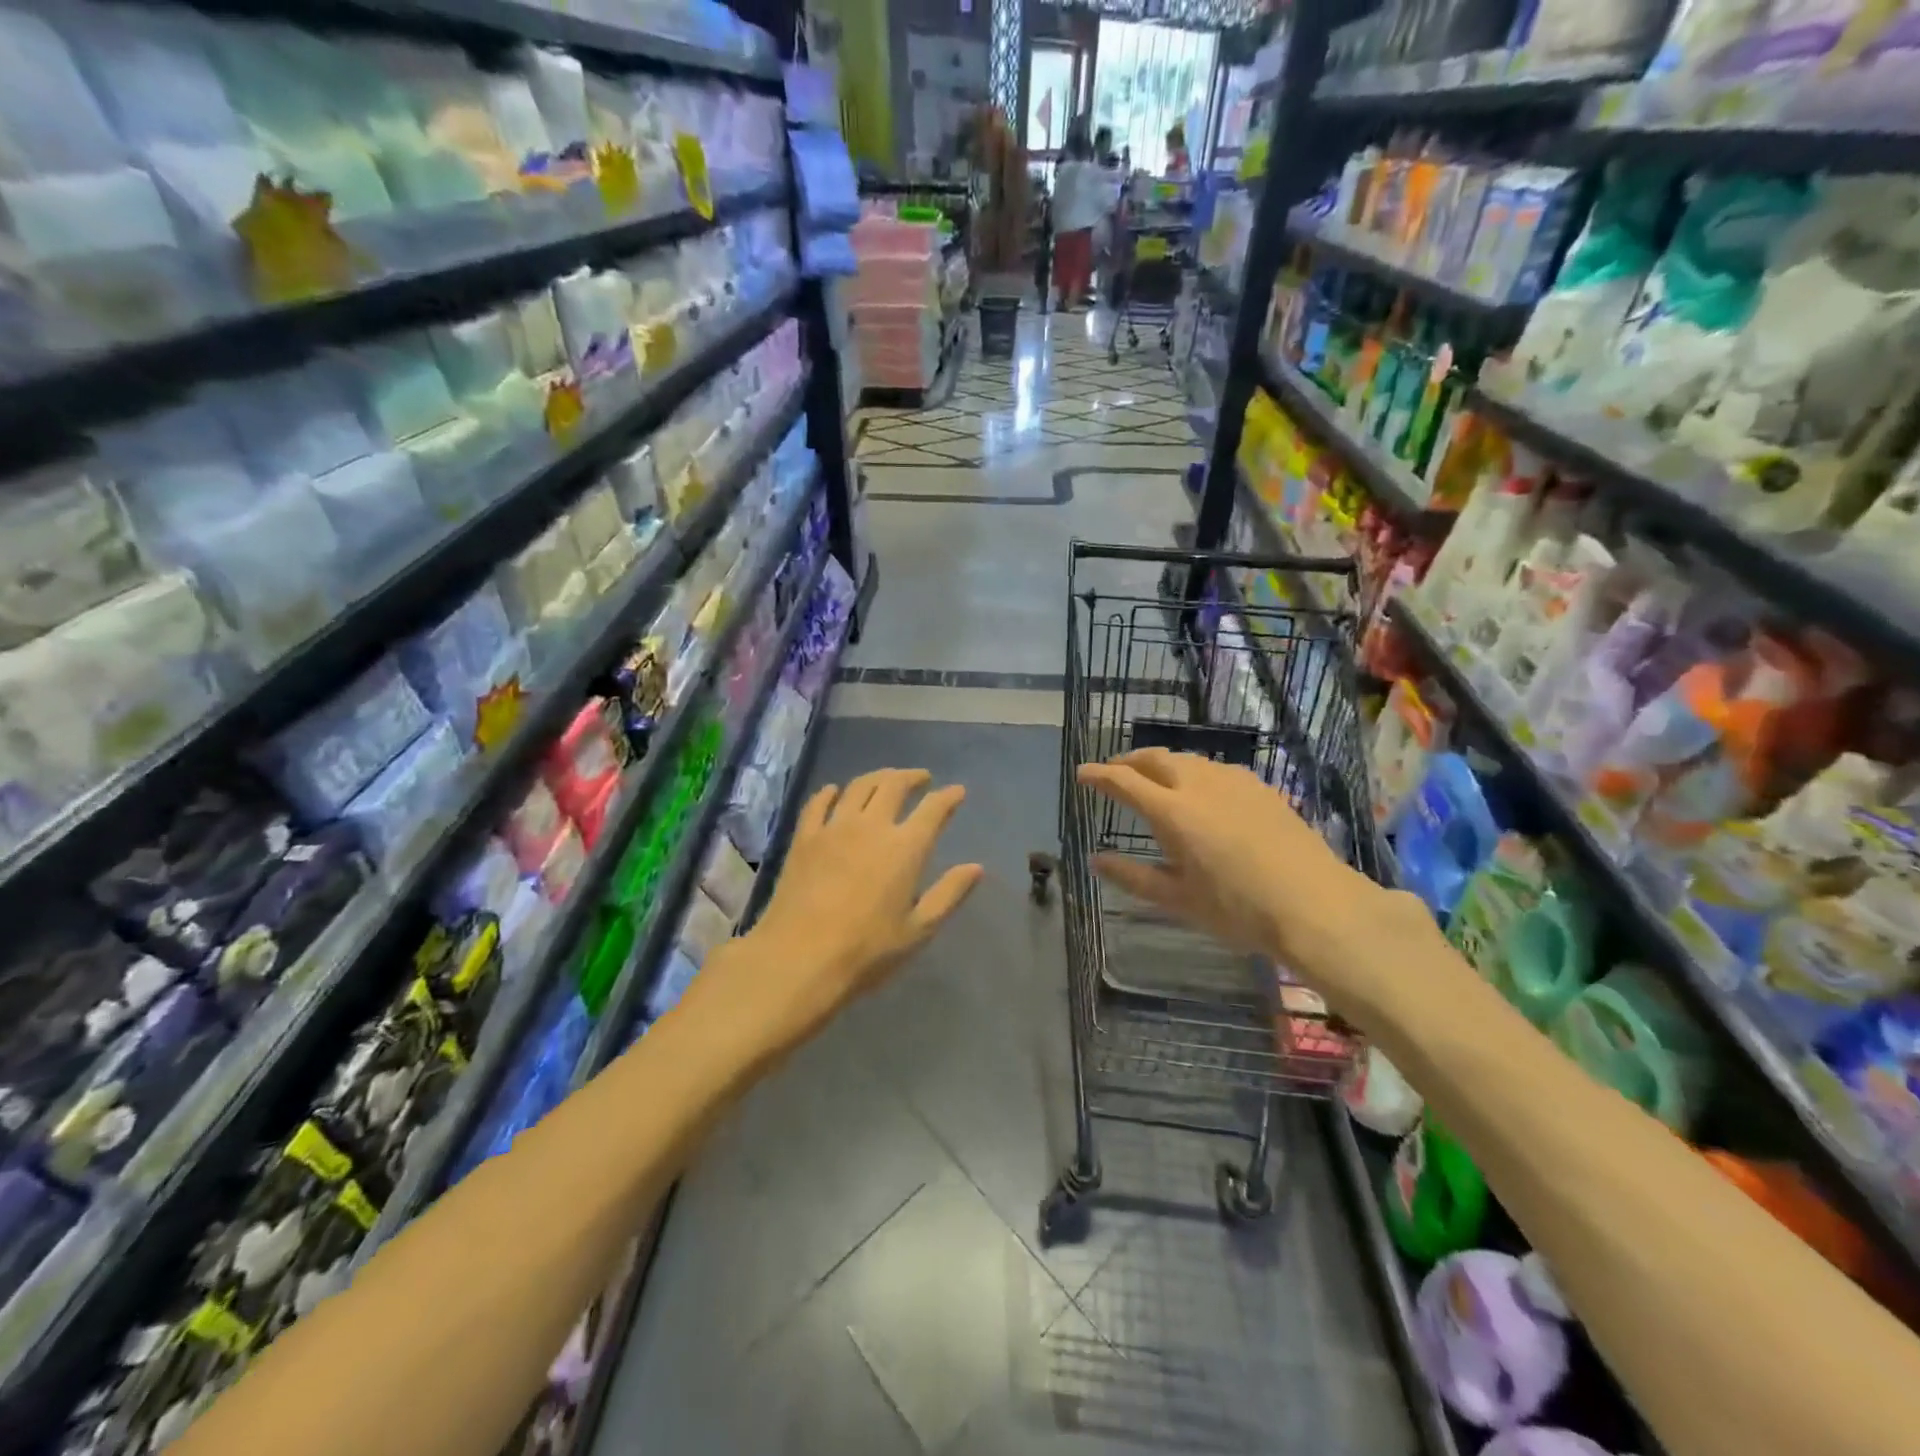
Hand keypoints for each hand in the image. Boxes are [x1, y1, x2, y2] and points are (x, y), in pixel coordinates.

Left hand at [688, 769, 982, 1061]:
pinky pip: (818, 802)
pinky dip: (831, 792)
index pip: (933, 809)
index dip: (948, 797)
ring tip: (886, 780)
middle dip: (912, 777)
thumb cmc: (867, 951)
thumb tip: (976, 867)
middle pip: (894, 785)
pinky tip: (835, 792)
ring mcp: (834, 828)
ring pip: (859, 786)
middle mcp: (871, 826)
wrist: (798, 958)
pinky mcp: (804, 838)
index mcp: (905, 848)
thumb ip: (949, 894)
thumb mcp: (918, 930)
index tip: (958, 791)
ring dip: (878, 777)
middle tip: (921, 779)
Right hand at [1076, 748, 1423, 1022]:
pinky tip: (1203, 791)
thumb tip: (1095, 860)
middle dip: (1129, 761)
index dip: (1099, 774)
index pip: (1124, 781)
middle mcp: (1199, 785)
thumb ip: (1133, 876)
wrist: (1316, 904)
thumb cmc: (1238, 909)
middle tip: (1115, 772)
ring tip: (1155, 779)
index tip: (1082, 773)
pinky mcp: (1262, 788)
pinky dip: (1195, 772)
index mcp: (1172, 812)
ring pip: (1188, 760)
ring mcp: (1235, 782)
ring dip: (1163, 764)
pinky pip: (1217, 769)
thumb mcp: (1178, 899)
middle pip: (1156, 758)